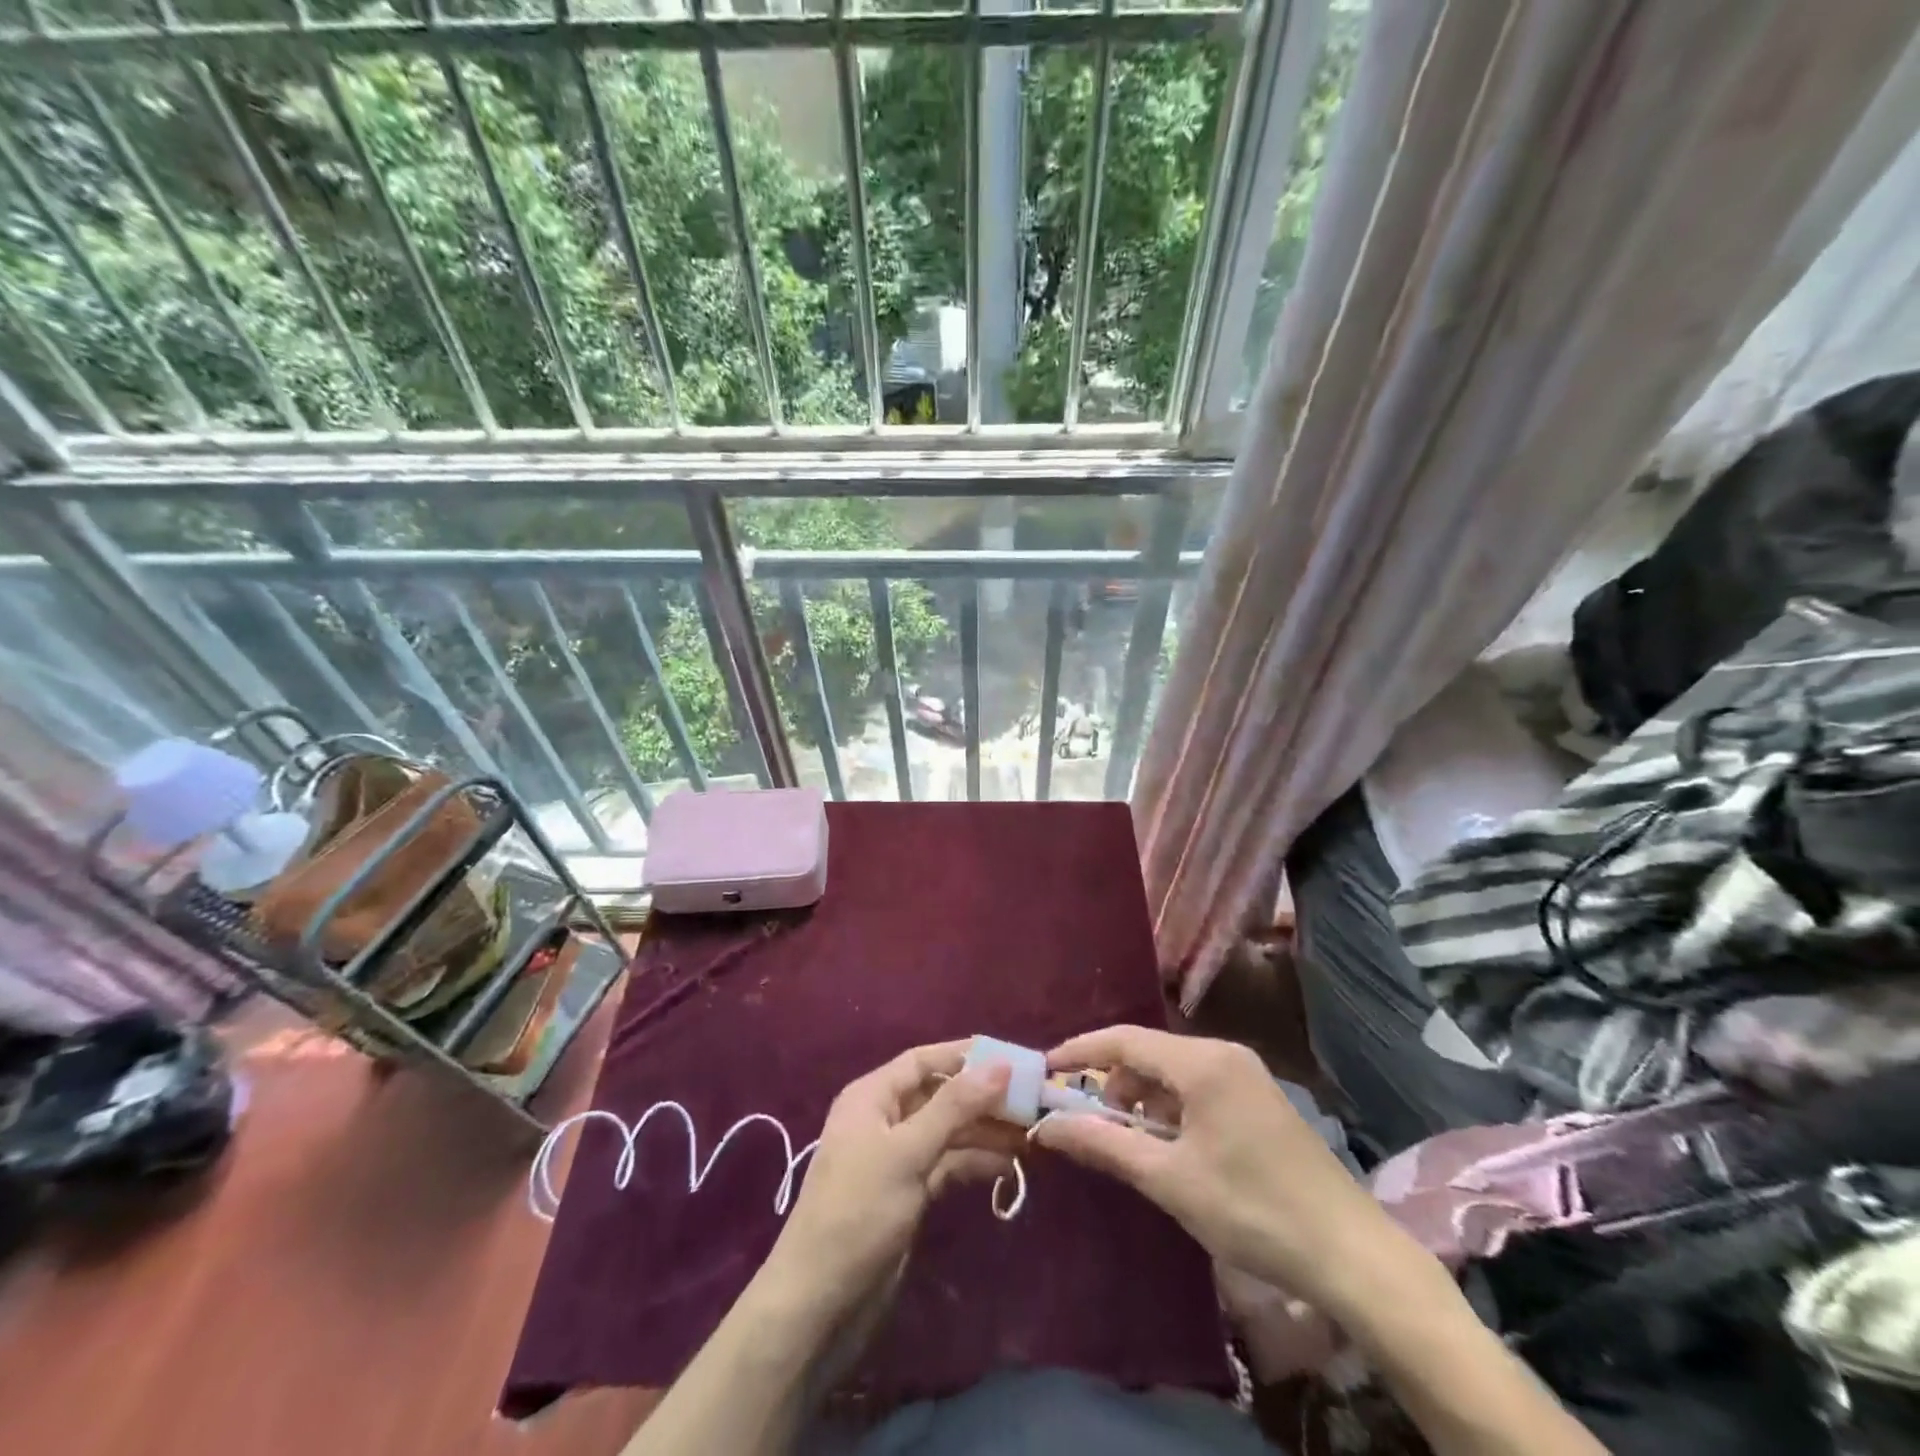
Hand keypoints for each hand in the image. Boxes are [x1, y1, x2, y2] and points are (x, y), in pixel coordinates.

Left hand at [761, 1041, 1020, 1326]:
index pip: (923, 1060)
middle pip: (940, 1095)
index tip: (1013, 1057)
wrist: (820, 1303)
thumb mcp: (907, 1151)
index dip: (965, 1055)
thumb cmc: (859, 1211)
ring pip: (948, 1131)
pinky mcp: (908, 1193)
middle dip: (982, 1097)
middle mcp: (884, 1119)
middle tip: (1032, 1101)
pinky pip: (947, 1164)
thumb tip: (1001, 1064)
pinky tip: (1007, 1166)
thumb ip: (955, 1106)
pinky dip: (974, 1162)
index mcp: (872, 1096)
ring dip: (984, 1131)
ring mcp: (897, 1158)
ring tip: (1030, 1135)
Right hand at [1033, 1025, 1418, 1319]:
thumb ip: (1105, 1145)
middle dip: (1112, 1082)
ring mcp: (1246, 1073)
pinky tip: (1169, 1146)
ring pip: (1174, 1070)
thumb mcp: (1170, 1180)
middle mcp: (1224, 1052)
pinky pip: (1198, 1085)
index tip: (1046, 1069)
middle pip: (1149, 1053)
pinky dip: (1171, 1107)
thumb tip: (1048, 1127)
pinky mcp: (1259, 1097)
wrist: (1352, 1254)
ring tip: (1127, 1142)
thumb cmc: (1252, 1210)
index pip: (1124, 1039)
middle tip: (1087, 1120)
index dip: (1080, 1051)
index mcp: (1203, 1062)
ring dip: (1142, 1098)